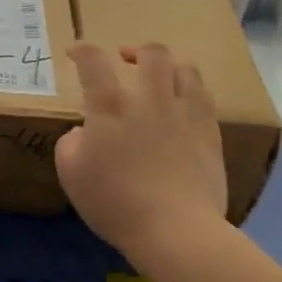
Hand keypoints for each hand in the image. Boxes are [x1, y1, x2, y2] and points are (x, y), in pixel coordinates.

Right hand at [55, 42, 227, 265]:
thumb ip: (71, 144)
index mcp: (110, 106)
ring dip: (171, 67)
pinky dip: (191, 94)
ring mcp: (185, 115)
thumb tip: (83, 132)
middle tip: (127, 59)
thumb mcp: (71, 174)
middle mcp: (150, 100)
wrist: (176, 230)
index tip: (76, 53)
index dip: (82, 51)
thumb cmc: (115, 202)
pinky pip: (206, 100)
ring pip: (187, 70)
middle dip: (137, 50)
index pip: (93, 62)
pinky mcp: (210, 136)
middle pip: (152, 54)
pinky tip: (184, 108)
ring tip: (163, 79)